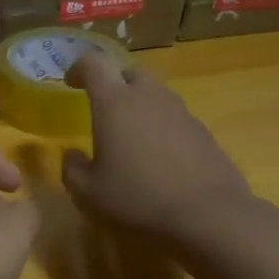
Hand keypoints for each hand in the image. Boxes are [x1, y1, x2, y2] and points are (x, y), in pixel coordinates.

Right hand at [61, 52, 253, 244]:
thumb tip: (71, 155)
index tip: (70, 83)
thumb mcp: (89, 193)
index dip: (78, 68)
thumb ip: (72, 169)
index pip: (93, 63)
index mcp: (114, 103)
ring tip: (131, 135)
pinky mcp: (202, 130)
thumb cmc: (138, 199)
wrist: (208, 215)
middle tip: (103, 109)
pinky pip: (174, 116)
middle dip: (113, 83)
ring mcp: (180, 111)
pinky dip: (160, 125)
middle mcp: (149, 96)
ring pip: (155, 93)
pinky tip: (159, 156)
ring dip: (139, 104)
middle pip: (129, 71)